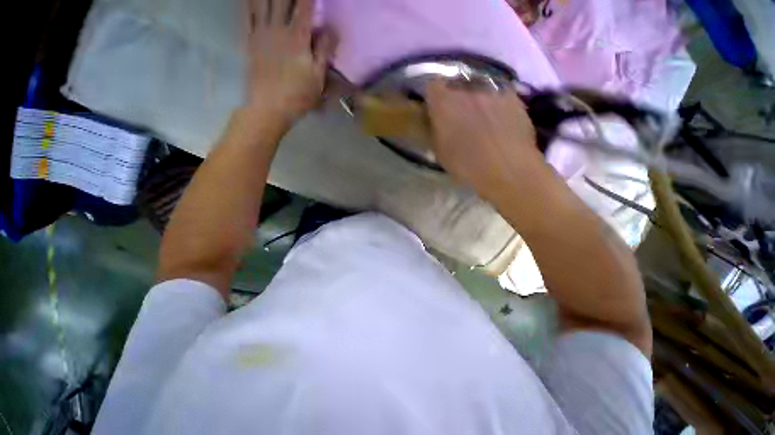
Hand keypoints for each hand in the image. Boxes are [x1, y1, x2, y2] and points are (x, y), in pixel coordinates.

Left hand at [244, 0, 336, 126]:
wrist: (264, 111)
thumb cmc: (295, 95)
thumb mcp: (318, 76)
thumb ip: (324, 49)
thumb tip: (330, 28)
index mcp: (298, 37)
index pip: (305, 5)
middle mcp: (278, 31)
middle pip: (282, 0)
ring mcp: (261, 35)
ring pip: (263, 5)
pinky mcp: (250, 43)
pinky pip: (248, 19)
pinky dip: (248, 5)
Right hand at [426, 81, 548, 199]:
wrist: (510, 170)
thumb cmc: (469, 166)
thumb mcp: (440, 151)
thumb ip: (434, 128)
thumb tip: (434, 120)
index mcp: (442, 100)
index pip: (433, 86)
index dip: (436, 96)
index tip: (438, 108)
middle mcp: (465, 88)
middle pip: (458, 83)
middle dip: (459, 95)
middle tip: (463, 113)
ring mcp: (491, 90)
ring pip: (482, 88)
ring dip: (481, 98)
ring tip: (487, 117)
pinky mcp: (513, 97)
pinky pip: (503, 95)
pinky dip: (502, 103)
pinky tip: (505, 119)